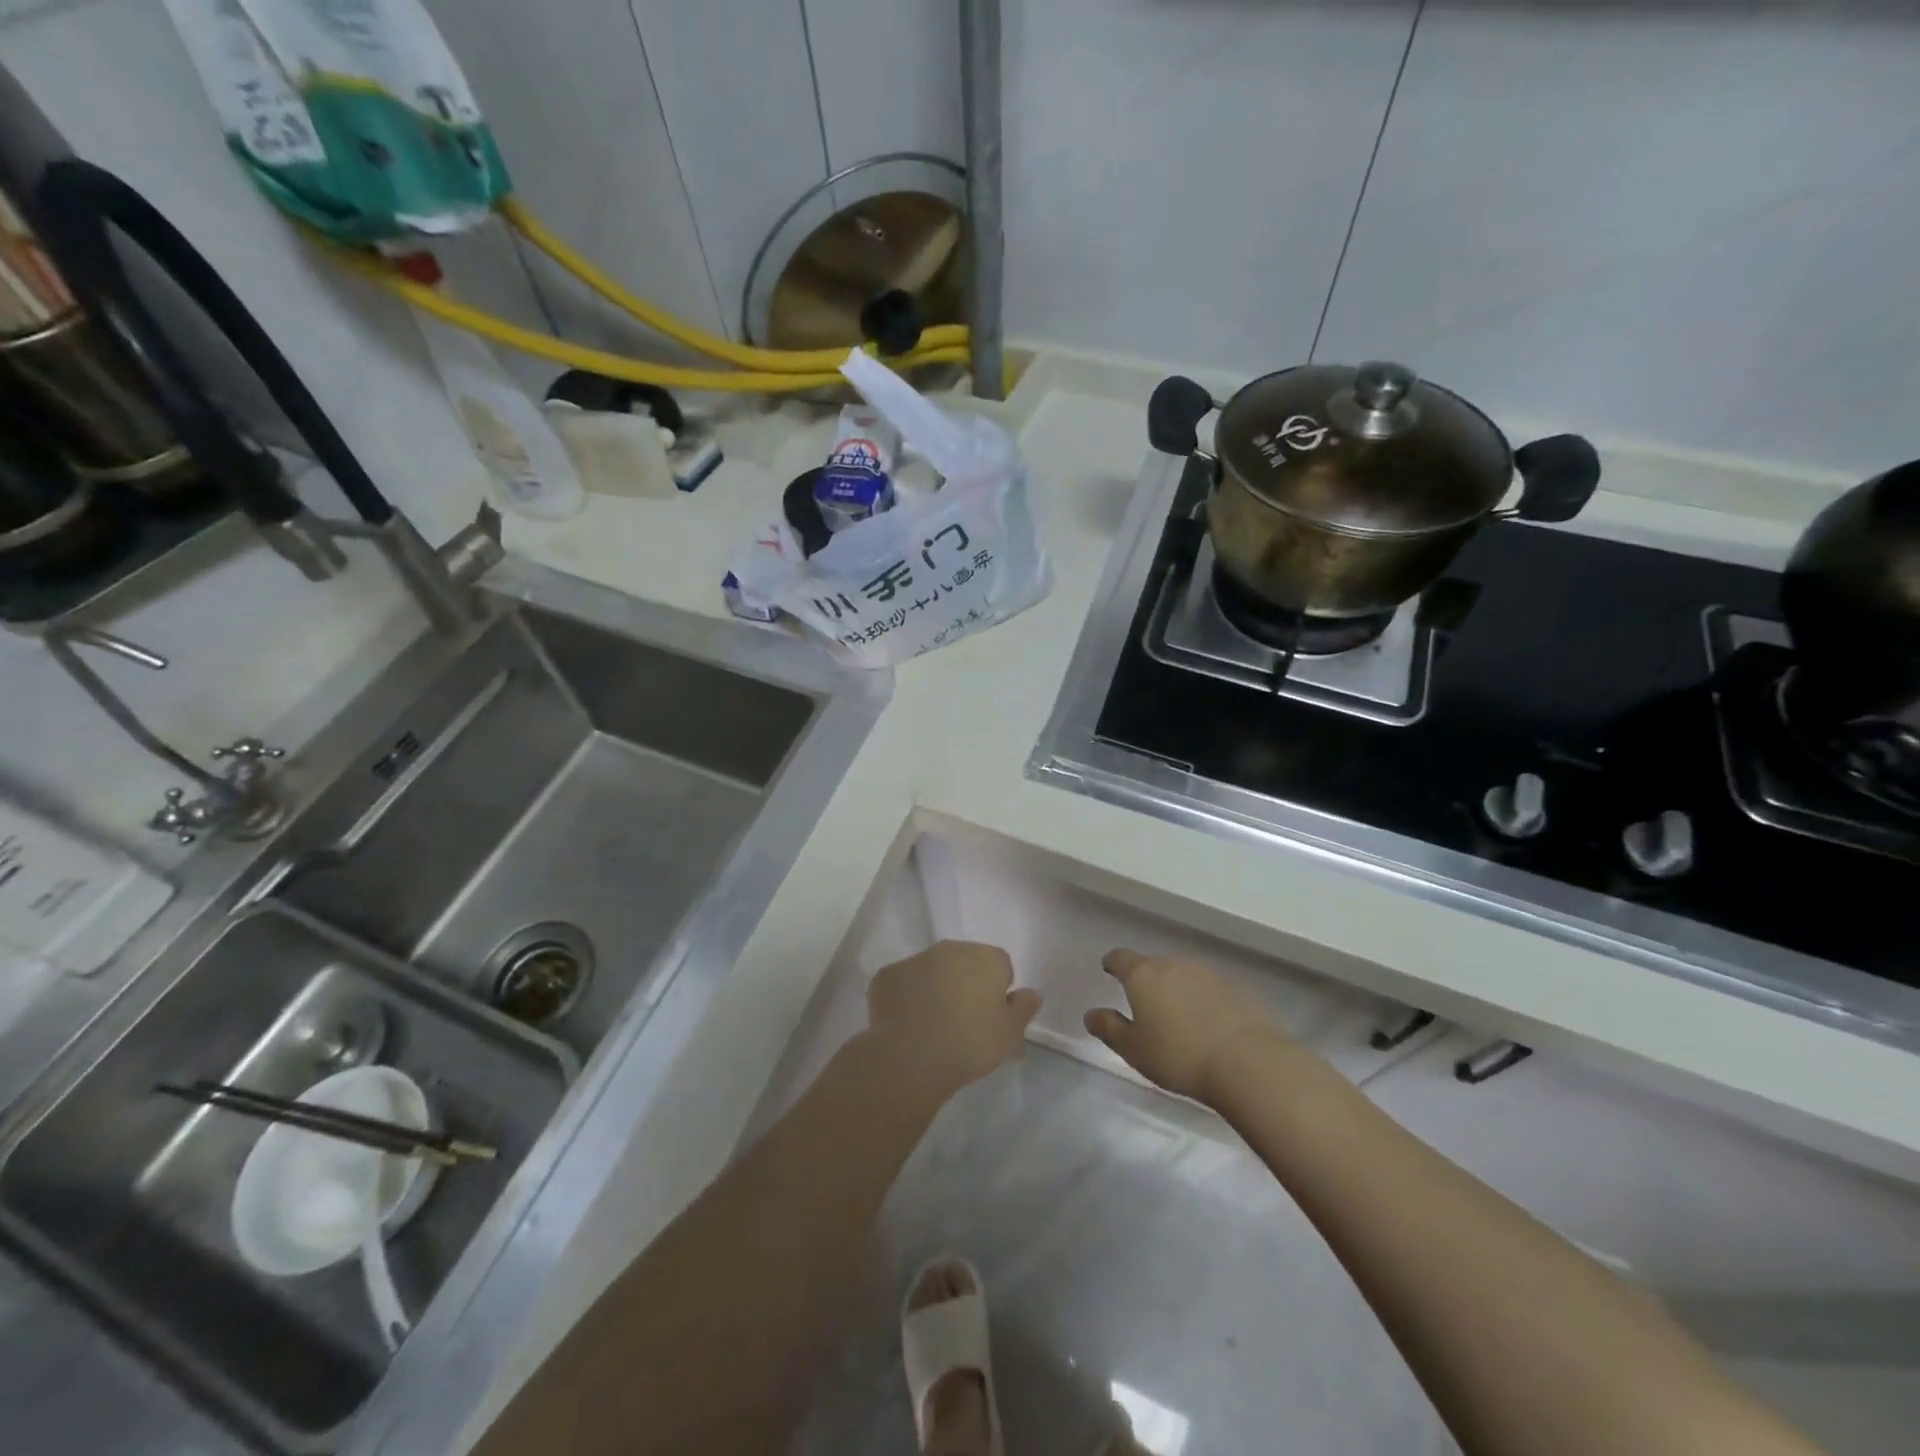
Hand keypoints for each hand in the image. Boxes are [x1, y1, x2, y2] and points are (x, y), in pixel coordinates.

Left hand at [866, 940, 1041, 1098]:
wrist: (912, 1055)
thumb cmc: (970, 1043)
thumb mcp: (1010, 1034)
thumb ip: (1024, 1009)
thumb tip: (1030, 993)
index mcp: (986, 958)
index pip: (1001, 966)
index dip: (998, 992)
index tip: (991, 1018)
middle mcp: (951, 949)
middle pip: (965, 963)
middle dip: (966, 984)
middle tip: (963, 1023)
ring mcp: (915, 959)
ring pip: (932, 970)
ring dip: (935, 989)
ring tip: (933, 1027)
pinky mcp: (886, 975)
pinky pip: (903, 984)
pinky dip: (906, 998)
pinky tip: (907, 1026)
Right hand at [1084, 949, 1287, 1102]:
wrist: (1248, 1062)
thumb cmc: (1179, 1056)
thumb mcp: (1134, 1049)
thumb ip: (1109, 1028)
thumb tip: (1091, 1014)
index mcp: (1143, 975)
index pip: (1121, 958)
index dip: (1113, 963)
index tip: (1109, 969)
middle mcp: (1174, 964)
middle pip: (1154, 965)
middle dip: (1148, 981)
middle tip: (1145, 1005)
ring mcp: (1208, 973)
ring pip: (1184, 976)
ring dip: (1177, 990)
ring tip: (1178, 1017)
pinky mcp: (1237, 988)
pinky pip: (1210, 990)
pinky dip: (1204, 1001)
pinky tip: (1208, 1025)